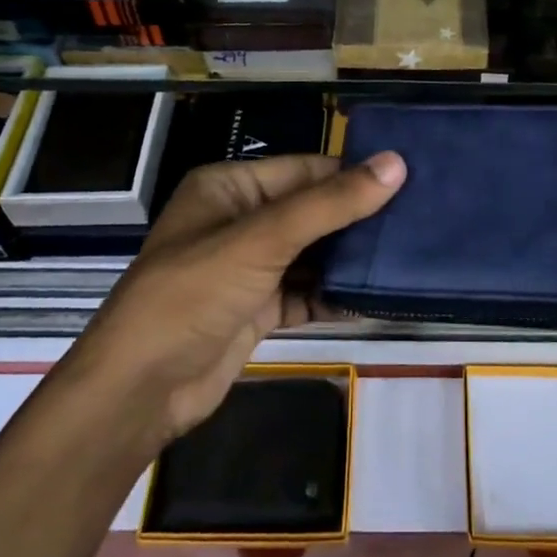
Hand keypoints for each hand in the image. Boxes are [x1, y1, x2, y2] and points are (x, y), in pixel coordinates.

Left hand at [66, 151, 404, 445]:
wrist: (138, 393)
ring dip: (349, 258)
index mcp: (230, 187)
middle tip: (418, 220)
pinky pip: (304, 292)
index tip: (410, 179)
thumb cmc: (193, 295)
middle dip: (357, 218)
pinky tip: (374, 298)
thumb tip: (396, 163)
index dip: (353, 174)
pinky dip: (333, 295)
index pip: (304, 170)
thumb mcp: (262, 240)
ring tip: (407, 256)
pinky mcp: (255, 309)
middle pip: (310, 210)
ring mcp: (247, 267)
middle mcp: (239, 220)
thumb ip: (330, 204)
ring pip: (310, 253)